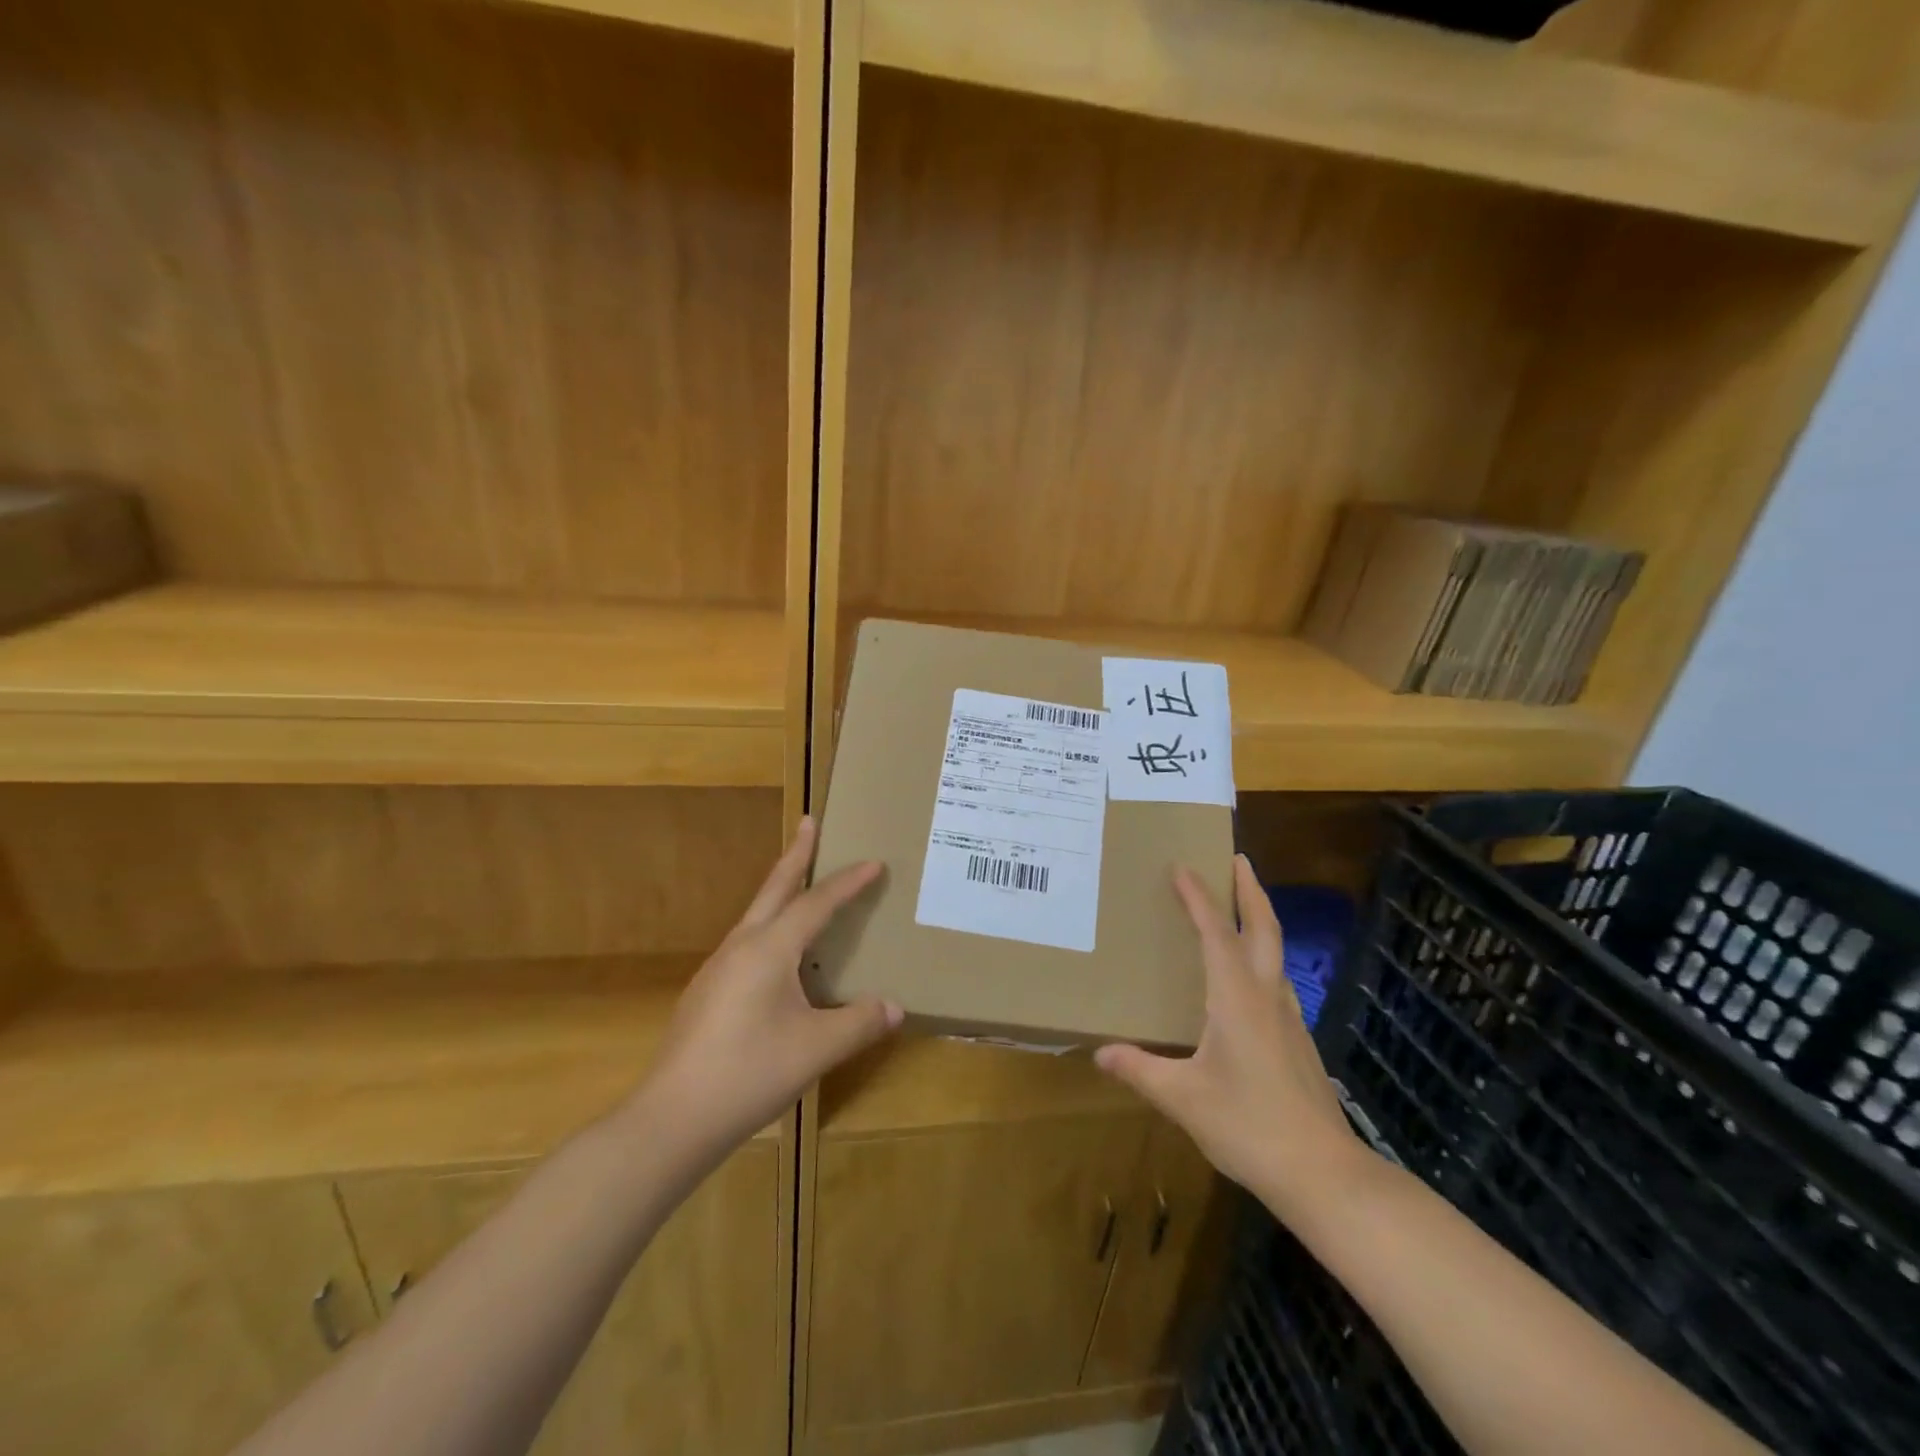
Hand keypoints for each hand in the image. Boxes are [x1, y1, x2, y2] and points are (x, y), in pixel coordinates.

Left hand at [639, 818, 901, 1154]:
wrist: (672, 1118)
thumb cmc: (750, 1073)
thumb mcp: (817, 1048)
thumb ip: (860, 1023)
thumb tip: (895, 1007)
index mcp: (769, 949)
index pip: (816, 903)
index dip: (848, 882)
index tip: (873, 862)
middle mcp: (741, 947)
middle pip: (773, 889)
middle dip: (795, 855)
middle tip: (809, 822)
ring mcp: (718, 969)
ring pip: (756, 915)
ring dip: (780, 891)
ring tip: (800, 885)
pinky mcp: (707, 993)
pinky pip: (747, 943)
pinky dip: (770, 927)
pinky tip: (777, 956)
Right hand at [1095, 855, 1359, 1213]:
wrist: (1324, 1174)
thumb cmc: (1249, 1126)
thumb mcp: (1183, 1099)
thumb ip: (1141, 1070)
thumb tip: (1100, 1053)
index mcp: (1236, 998)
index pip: (1216, 933)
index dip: (1198, 897)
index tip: (1183, 866)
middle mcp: (1267, 996)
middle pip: (1264, 928)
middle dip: (1249, 890)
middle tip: (1236, 860)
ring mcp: (1289, 1018)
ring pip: (1276, 953)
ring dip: (1259, 920)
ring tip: (1238, 910)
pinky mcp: (1298, 1041)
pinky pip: (1276, 980)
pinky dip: (1261, 957)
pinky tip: (1248, 981)